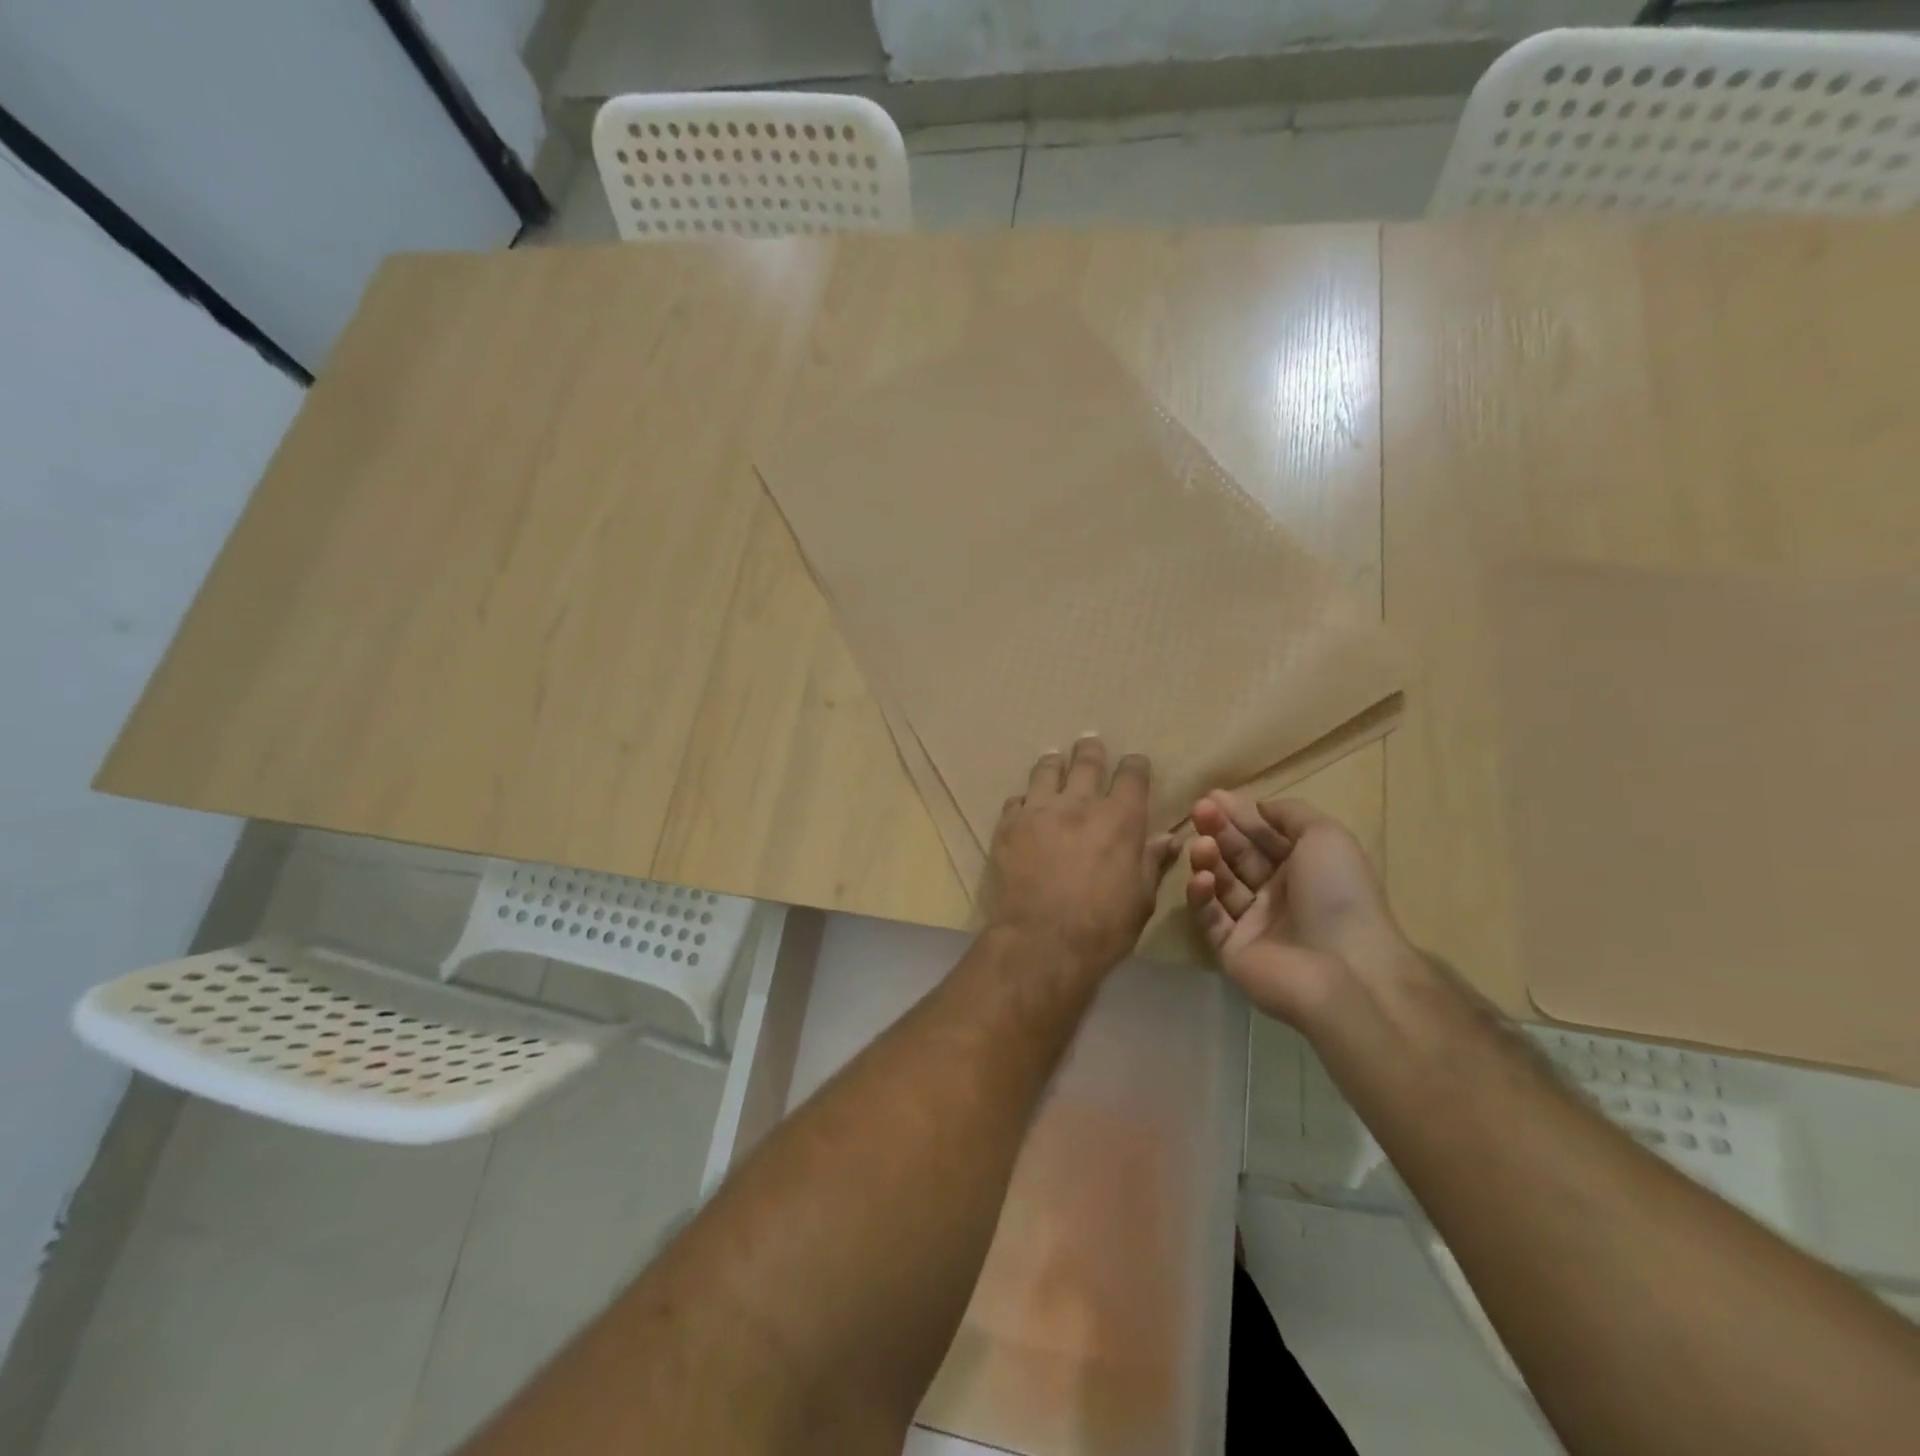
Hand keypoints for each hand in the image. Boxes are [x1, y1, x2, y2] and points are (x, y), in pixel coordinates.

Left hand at [983, 737, 1177, 976]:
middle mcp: (1079, 803)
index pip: (1132, 775)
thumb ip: (1152, 862)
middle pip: (1086, 762)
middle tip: (1089, 743)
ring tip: (1053, 760)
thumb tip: (1168, 839)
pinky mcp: (1008, 826)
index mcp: (1120, 818)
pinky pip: (1016, 800)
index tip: (1134, 763)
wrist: (1041, 942)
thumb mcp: (1141, 898)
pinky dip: (1024, 800)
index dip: (1134, 765)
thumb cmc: (1102, 926)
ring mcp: (1039, 811)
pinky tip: (1024, 805)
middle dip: (1091, 751)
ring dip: (1053, 764)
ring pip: (1046, 771)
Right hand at [1185, 792, 1409, 1025]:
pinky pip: (1210, 918)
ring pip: (1221, 884)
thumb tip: (1260, 807)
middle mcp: (1278, 894)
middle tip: (1198, 811)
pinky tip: (1201, 880)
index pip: (1263, 836)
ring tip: (1200, 846)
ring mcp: (1253, 923)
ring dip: (1208, 860)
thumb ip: (1291, 814)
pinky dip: (1201, 897)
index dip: (1239, 815)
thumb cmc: (1337, 894)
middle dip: (1218, 831)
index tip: (1212, 796)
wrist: (1342, 969)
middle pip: (1238, 855)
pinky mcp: (1231, 949)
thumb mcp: (1326, 836)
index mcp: (1303, 868)